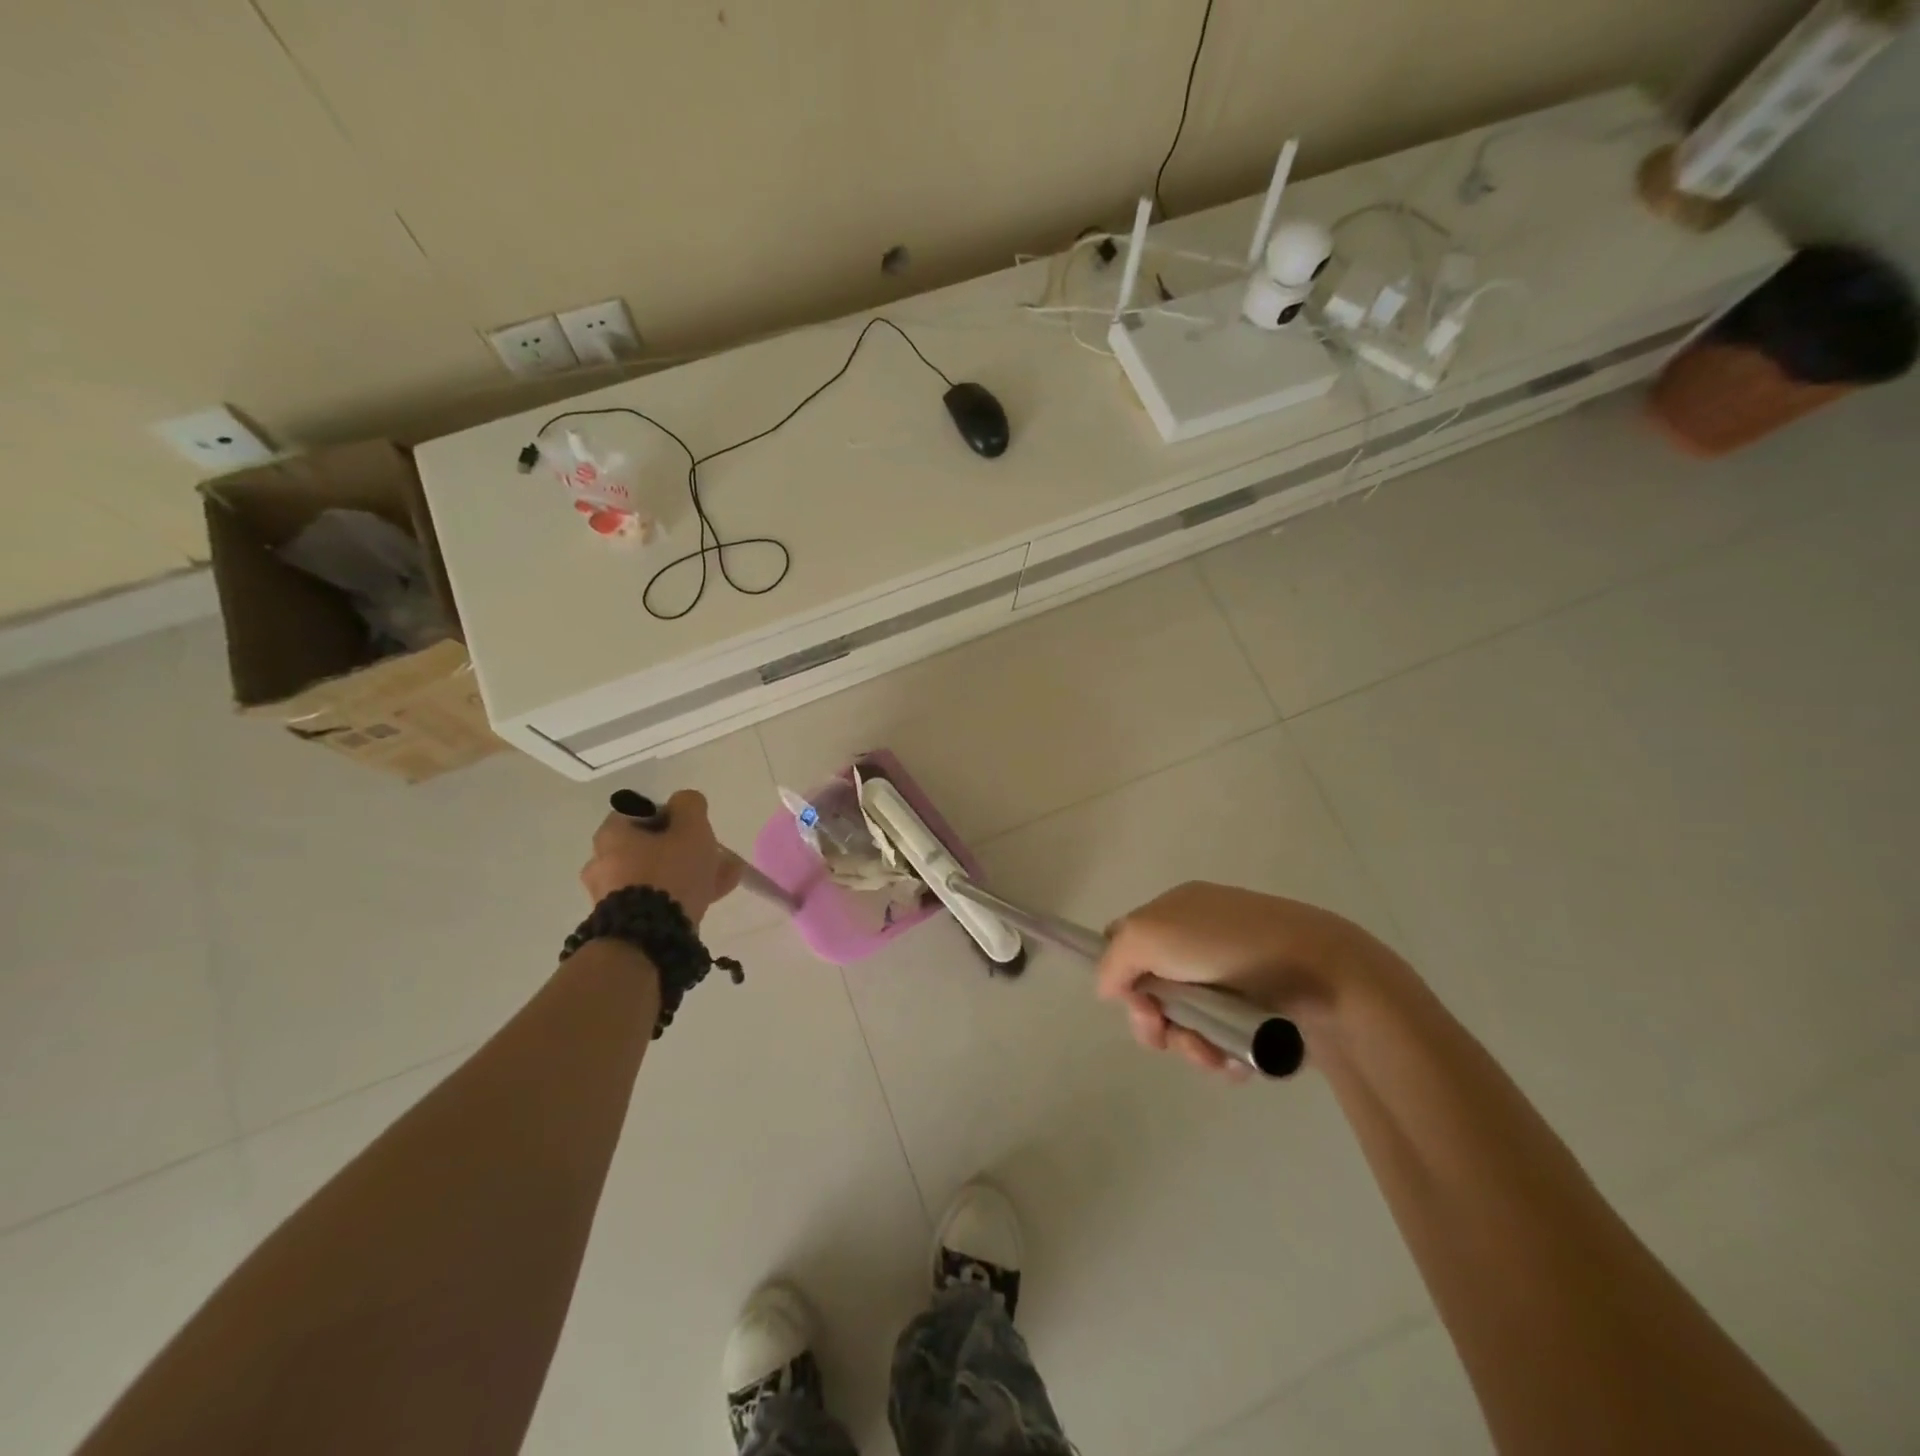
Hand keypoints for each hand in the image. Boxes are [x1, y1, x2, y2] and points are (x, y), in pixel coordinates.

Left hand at [580, 790, 742, 924]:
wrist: (650, 938)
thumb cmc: (669, 873)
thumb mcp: (691, 828)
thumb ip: (690, 806)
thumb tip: (685, 802)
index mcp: (611, 834)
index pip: (642, 813)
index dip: (673, 817)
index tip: (695, 829)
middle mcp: (601, 862)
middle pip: (651, 847)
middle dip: (686, 849)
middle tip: (715, 856)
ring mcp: (608, 895)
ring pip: (657, 875)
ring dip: (688, 873)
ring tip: (724, 879)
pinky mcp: (620, 922)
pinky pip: (654, 900)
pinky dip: (678, 895)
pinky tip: (711, 897)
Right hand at [1095, 881, 1399, 1079]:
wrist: (1323, 976)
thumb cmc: (1228, 945)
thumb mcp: (1151, 934)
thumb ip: (1114, 959)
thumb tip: (1109, 989)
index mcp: (1176, 912)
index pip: (1127, 941)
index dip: (1121, 976)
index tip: (1134, 1000)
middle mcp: (1200, 942)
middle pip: (1154, 993)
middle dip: (1156, 1023)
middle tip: (1168, 1035)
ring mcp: (1233, 979)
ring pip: (1187, 1024)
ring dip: (1191, 1046)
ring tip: (1214, 1055)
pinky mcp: (1260, 1014)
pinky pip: (1223, 1041)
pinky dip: (1223, 1055)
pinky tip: (1237, 1062)